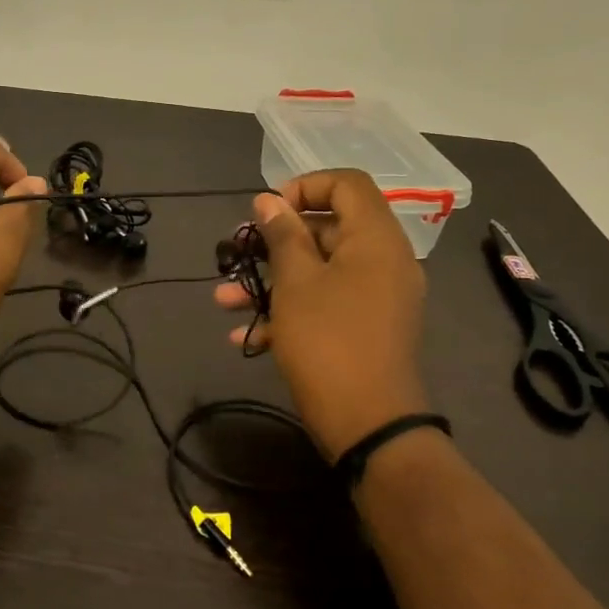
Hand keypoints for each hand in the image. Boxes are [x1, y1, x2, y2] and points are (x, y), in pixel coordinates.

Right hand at [215, 169, 430, 457]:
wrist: (369, 425)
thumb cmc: (328, 341)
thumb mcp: (295, 283)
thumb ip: (282, 235)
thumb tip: (269, 200)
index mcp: (375, 238)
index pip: (347, 184)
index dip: (304, 186)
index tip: (268, 210)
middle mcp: (384, 260)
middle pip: (329, 228)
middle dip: (276, 241)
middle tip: (238, 252)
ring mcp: (379, 298)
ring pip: (321, 271)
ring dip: (272, 281)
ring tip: (224, 300)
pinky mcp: (368, 329)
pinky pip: (329, 304)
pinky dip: (292, 311)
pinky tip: (246, 337)